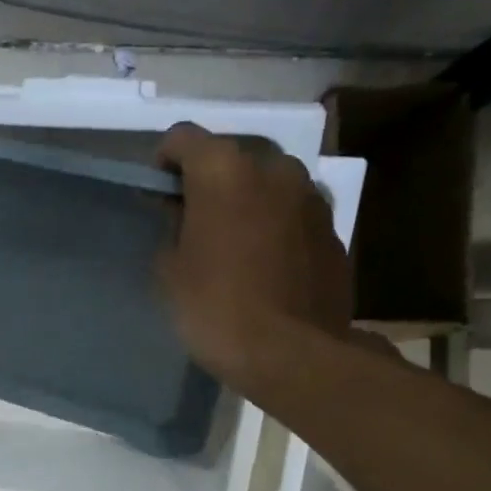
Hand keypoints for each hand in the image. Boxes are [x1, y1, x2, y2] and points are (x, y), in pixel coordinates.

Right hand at [155, 123, 354, 394]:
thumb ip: (171, 226)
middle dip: (209, 180)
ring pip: (267, 182)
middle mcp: (273, 168)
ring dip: (246, 200)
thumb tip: (179, 211)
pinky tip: (265, 262)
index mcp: (224, 170)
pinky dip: (274, 224)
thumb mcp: (170, 270)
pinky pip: (292, 212)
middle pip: (230, 157)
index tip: (157, 193)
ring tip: (233, 242)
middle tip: (194, 220)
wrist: (292, 353)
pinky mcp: (333, 227)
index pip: (183, 137)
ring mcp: (310, 196)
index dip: (164, 161)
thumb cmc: (215, 308)